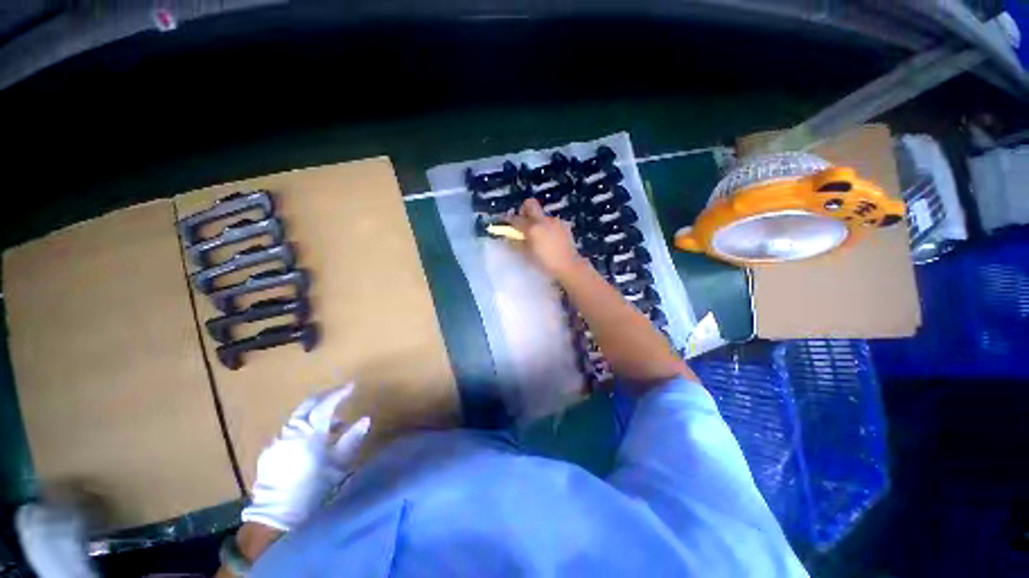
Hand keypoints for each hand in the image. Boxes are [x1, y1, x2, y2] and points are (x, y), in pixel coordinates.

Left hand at [241, 383, 370, 531]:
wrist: (276, 515)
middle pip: (308, 405)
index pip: (326, 403)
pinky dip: (303, 428)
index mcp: (310, 430)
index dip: (339, 393)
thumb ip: (352, 438)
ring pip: (298, 418)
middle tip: (340, 396)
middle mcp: (291, 430)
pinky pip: (289, 432)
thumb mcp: (339, 463)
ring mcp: (278, 440)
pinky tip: (311, 442)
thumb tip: (364, 419)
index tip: (351, 387)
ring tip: (332, 427)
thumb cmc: (314, 487)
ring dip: (315, 415)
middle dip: (325, 398)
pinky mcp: (270, 452)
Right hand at [508, 199, 584, 279]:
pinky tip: (549, 239)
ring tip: (538, 236)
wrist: (569, 266)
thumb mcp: (527, 255)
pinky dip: (547, 227)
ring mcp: (555, 221)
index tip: (505, 223)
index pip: (515, 219)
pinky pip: (552, 222)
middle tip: (522, 222)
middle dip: (523, 210)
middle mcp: (544, 220)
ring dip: (537, 221)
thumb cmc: (546, 264)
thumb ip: (517, 243)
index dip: (508, 220)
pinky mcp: (564, 225)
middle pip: (530, 204)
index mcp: (532, 228)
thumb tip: (510, 237)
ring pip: (542, 215)